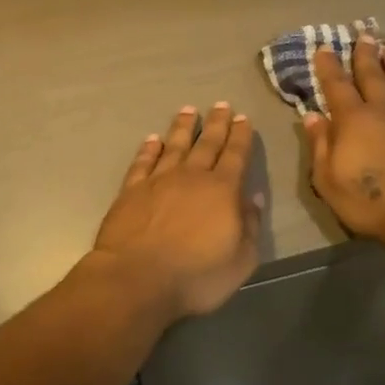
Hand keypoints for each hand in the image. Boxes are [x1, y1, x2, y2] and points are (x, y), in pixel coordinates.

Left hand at [89, 103, 263, 320]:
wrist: (136, 279)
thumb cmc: (196, 277)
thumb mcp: (240, 260)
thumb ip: (250, 226)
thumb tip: (253, 198)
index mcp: (222, 190)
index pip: (236, 155)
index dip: (241, 136)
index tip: (243, 118)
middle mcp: (191, 177)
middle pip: (207, 143)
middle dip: (216, 123)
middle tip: (221, 104)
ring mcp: (158, 181)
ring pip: (174, 145)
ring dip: (182, 127)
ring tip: (188, 110)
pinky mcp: (131, 191)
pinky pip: (143, 162)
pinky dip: (149, 149)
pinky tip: (152, 139)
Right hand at [304, 37, 384, 245]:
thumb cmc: (371, 202)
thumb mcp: (329, 181)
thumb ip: (320, 146)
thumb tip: (313, 116)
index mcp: (353, 120)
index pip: (337, 86)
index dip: (329, 66)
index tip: (325, 47)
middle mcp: (384, 110)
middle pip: (373, 75)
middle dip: (365, 54)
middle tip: (363, 34)